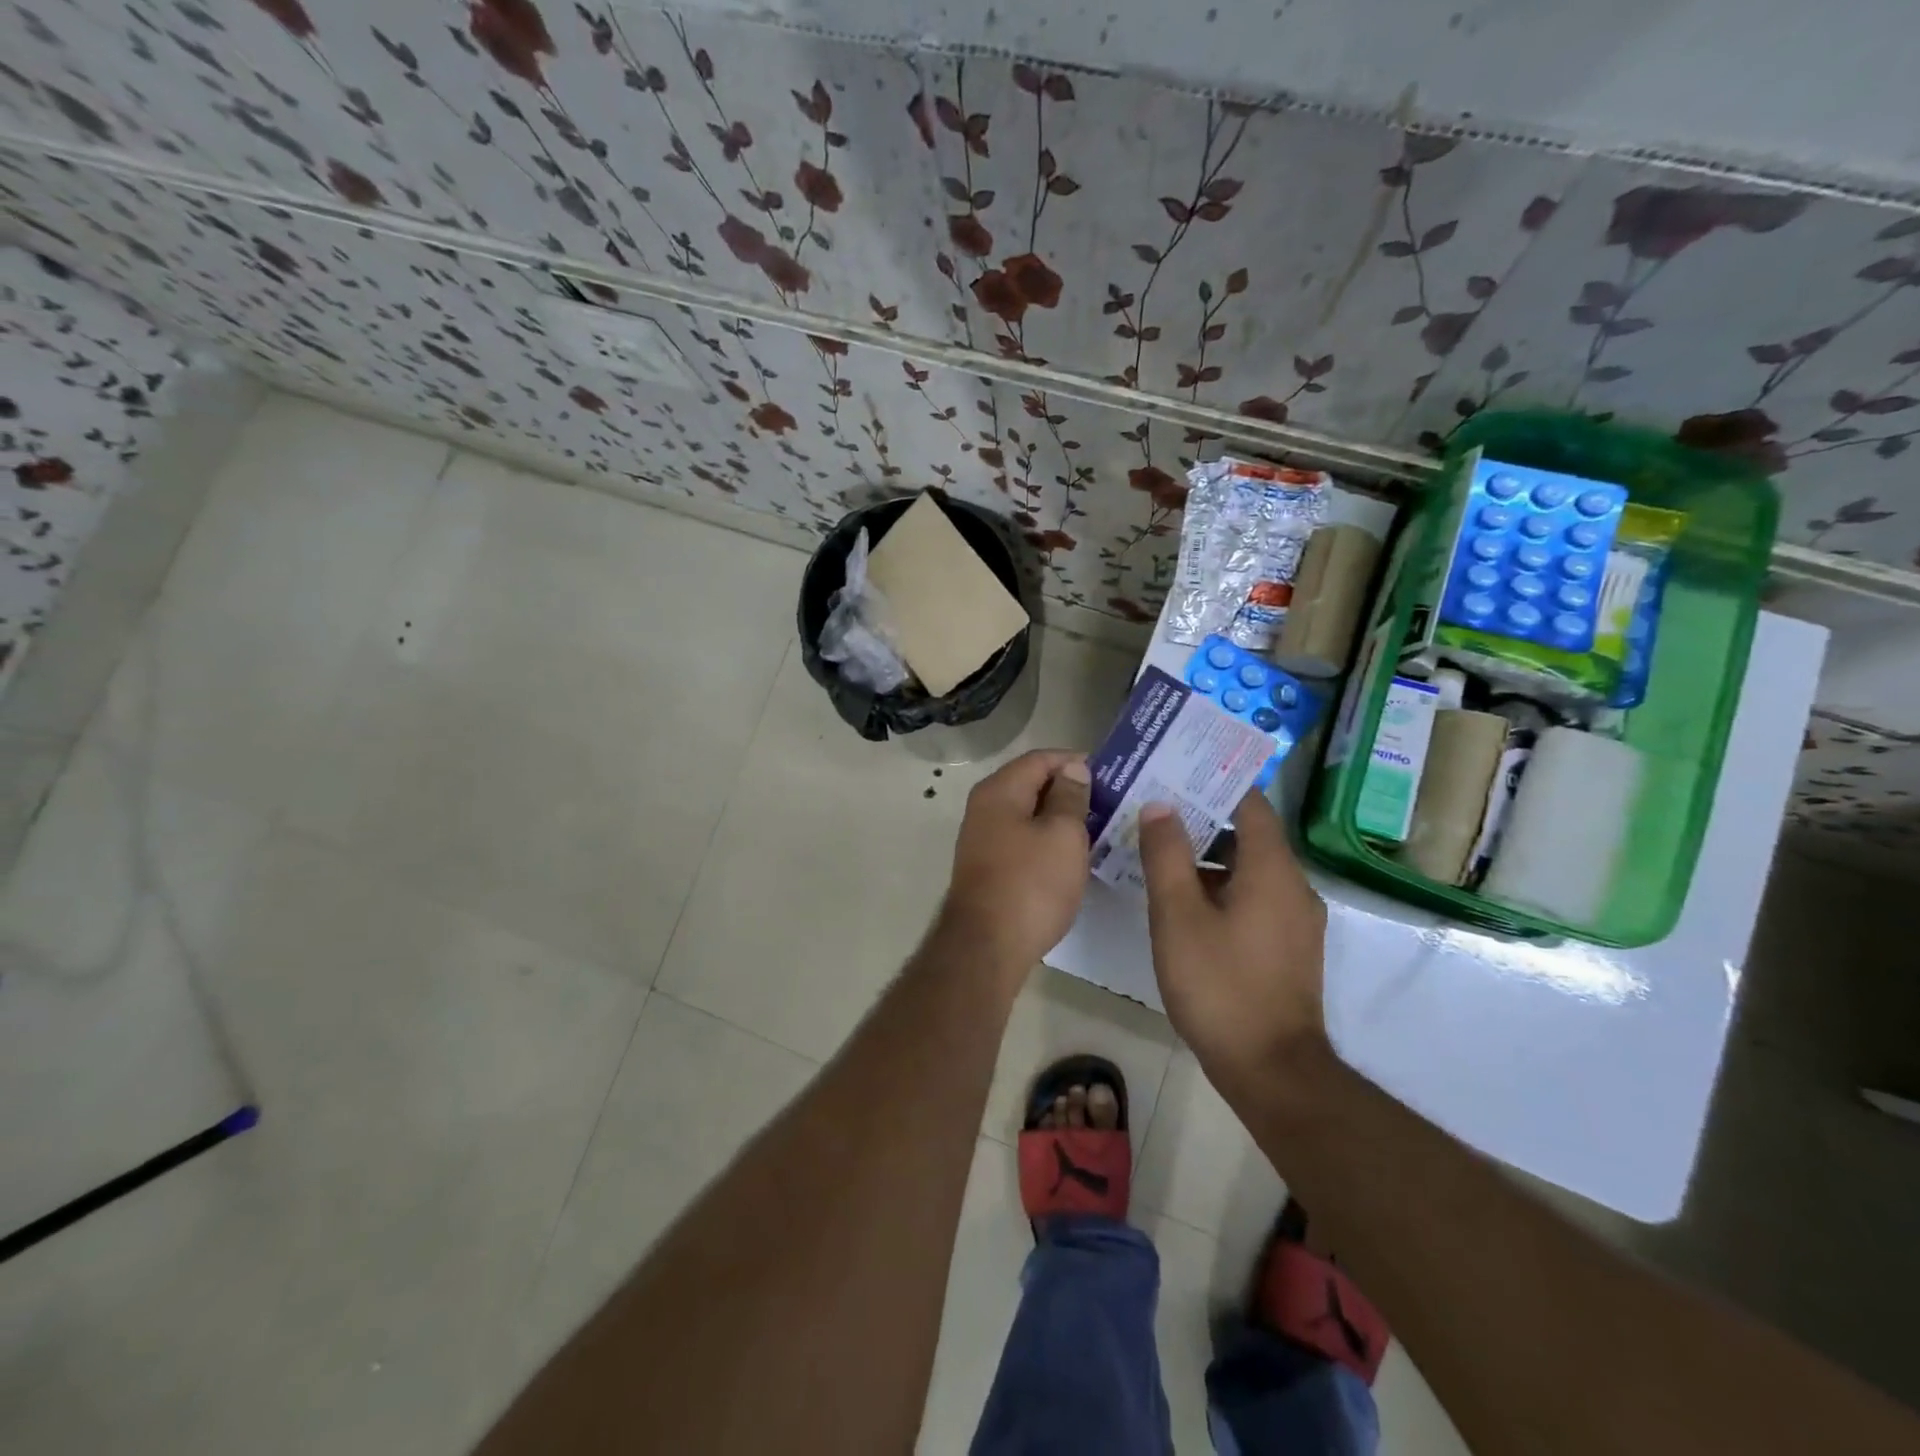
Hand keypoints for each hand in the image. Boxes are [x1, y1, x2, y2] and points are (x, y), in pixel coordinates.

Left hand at [939, 749, 1091, 987]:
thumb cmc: (1031, 884)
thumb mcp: (1063, 835)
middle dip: (1070, 789)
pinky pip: (1022, 840)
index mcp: (999, 791)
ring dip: (1060, 818)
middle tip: (1111, 802)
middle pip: (1031, 784)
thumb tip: (1072, 768)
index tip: (1111, 775)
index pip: (1040, 758)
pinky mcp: (988, 867)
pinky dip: (1047, 841)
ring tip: (1099, 828)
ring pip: (1027, 815)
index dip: (1075, 761)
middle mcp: (984, 808)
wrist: (987, 947)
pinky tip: (1071, 856)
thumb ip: (1070, 797)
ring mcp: (983, 839)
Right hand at [1139, 792, 1329, 1097]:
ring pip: (1250, 870)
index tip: (1177, 772)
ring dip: (1209, 858)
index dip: (1215, 783)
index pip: (1250, 803)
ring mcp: (1296, 920)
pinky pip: (1255, 898)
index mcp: (1272, 869)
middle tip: (1156, 811)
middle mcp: (1293, 886)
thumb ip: (1166, 855)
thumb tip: (1160, 805)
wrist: (1272, 1070)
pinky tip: (1184, 905)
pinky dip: (1222, 888)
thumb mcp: (1178, 915)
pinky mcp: (1288, 947)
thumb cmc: (1220, 985)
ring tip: (1161, 856)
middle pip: (1249, 835)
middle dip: (1203, 819)